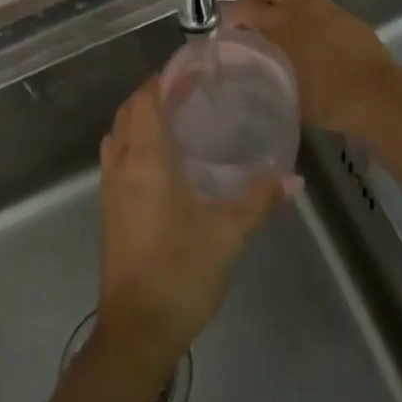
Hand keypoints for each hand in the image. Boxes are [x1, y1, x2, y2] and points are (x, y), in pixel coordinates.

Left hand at [97, 78, 287, 361]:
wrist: (136, 330)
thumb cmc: (181, 272)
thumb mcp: (228, 233)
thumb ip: (259, 199)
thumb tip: (292, 177)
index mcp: (146, 161)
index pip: (145, 100)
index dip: (163, 80)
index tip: (192, 71)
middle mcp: (122, 166)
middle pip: (127, 112)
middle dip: (152, 95)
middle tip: (190, 92)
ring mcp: (110, 189)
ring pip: (117, 135)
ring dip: (139, 118)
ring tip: (176, 118)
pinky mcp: (109, 210)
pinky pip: (116, 159)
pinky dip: (133, 142)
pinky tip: (163, 160)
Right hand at [222, 0, 398, 133]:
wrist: (373, 91)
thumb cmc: (326, 99)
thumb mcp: (285, 96)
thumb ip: (266, 81)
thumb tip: (253, 79)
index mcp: (275, 29)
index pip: (241, 11)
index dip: (228, 16)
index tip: (225, 28)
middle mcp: (292, 10)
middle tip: (243, 8)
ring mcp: (317, 5)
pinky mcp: (336, 8)